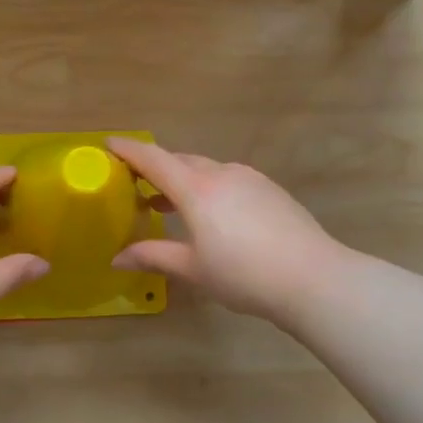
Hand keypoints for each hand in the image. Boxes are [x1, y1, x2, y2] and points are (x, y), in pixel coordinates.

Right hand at [107, 138, 342, 324]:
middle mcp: (222, 174)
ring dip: (183, 181)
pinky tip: (212, 216)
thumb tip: (117, 258)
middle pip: (180, 162)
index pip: (154, 159)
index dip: (129, 150)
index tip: (109, 144)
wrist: (314, 278)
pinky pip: (229, 180)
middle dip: (156, 168)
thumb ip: (153, 256)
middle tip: (135, 182)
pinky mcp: (270, 190)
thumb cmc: (243, 274)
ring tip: (168, 204)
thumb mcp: (192, 269)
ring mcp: (250, 179)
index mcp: (196, 189)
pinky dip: (209, 189)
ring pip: (207, 171)